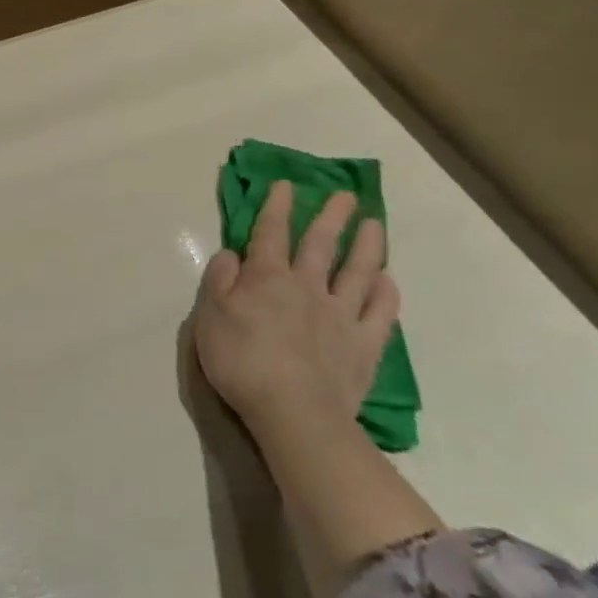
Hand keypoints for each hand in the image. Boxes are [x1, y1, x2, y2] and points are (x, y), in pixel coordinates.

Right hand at [192, 180, 400, 432]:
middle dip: (330, 216)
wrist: (293, 412)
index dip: (276, 206)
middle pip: (320, 244)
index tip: (285, 184)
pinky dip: (386, 293)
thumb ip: (219, 280)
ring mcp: (340, 315)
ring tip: (375, 224)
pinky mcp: (364, 346)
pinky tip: (388, 281)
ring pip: (358, 271)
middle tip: (344, 195)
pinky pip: (380, 313)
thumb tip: (232, 255)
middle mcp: (307, 287)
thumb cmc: (241, 361)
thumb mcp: (209, 316)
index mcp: (267, 278)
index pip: (270, 233)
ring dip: (367, 245)